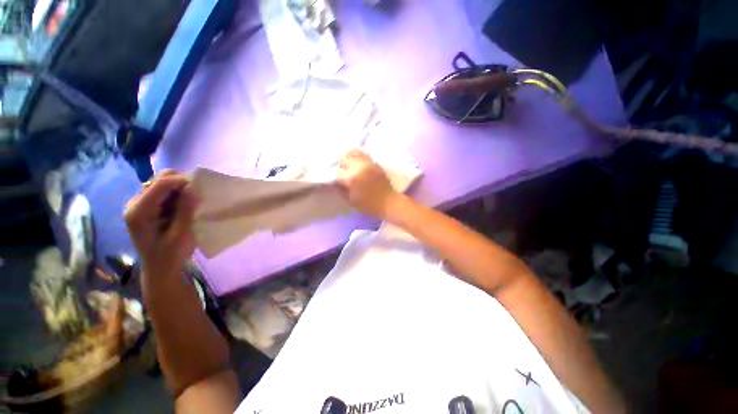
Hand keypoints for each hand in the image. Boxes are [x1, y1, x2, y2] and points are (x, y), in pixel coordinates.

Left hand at [124, 170, 199, 276]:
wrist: (160, 270)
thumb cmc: (170, 255)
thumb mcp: (181, 235)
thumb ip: (185, 211)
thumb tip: (194, 189)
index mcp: (139, 212)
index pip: (160, 184)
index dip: (182, 180)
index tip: (202, 186)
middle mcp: (135, 204)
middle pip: (158, 179)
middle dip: (180, 182)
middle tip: (197, 194)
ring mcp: (141, 205)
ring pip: (162, 184)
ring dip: (180, 189)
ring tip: (192, 201)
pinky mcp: (148, 208)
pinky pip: (164, 192)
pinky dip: (177, 194)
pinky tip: (185, 205)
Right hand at [336, 150, 398, 218]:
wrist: (388, 202)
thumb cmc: (369, 205)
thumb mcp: (351, 201)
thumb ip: (341, 190)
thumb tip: (335, 182)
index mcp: (351, 178)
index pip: (337, 172)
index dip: (335, 176)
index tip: (337, 180)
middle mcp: (358, 167)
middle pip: (342, 159)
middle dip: (339, 165)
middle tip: (341, 171)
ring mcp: (367, 163)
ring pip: (352, 153)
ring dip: (347, 158)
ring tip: (348, 164)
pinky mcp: (374, 162)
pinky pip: (362, 154)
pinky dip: (357, 155)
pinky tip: (356, 161)